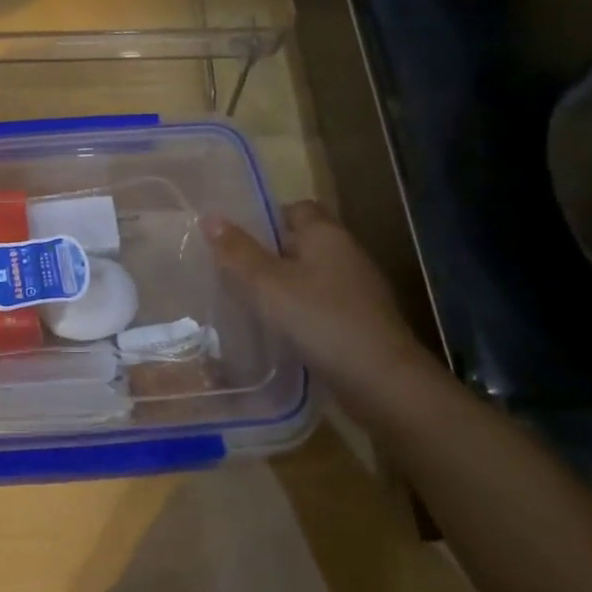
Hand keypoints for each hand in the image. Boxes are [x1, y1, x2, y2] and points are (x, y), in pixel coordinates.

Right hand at [207, 200, 436, 419]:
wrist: (381, 382)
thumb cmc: (320, 319)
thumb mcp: (267, 283)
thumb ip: (237, 251)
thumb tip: (210, 216)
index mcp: (326, 235)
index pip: (296, 209)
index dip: (266, 218)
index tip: (235, 237)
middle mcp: (345, 255)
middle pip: (301, 243)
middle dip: (268, 254)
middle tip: (230, 269)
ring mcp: (356, 291)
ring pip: (309, 277)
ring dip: (282, 286)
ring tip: (245, 300)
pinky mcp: (359, 323)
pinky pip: (319, 306)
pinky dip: (298, 313)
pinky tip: (276, 331)